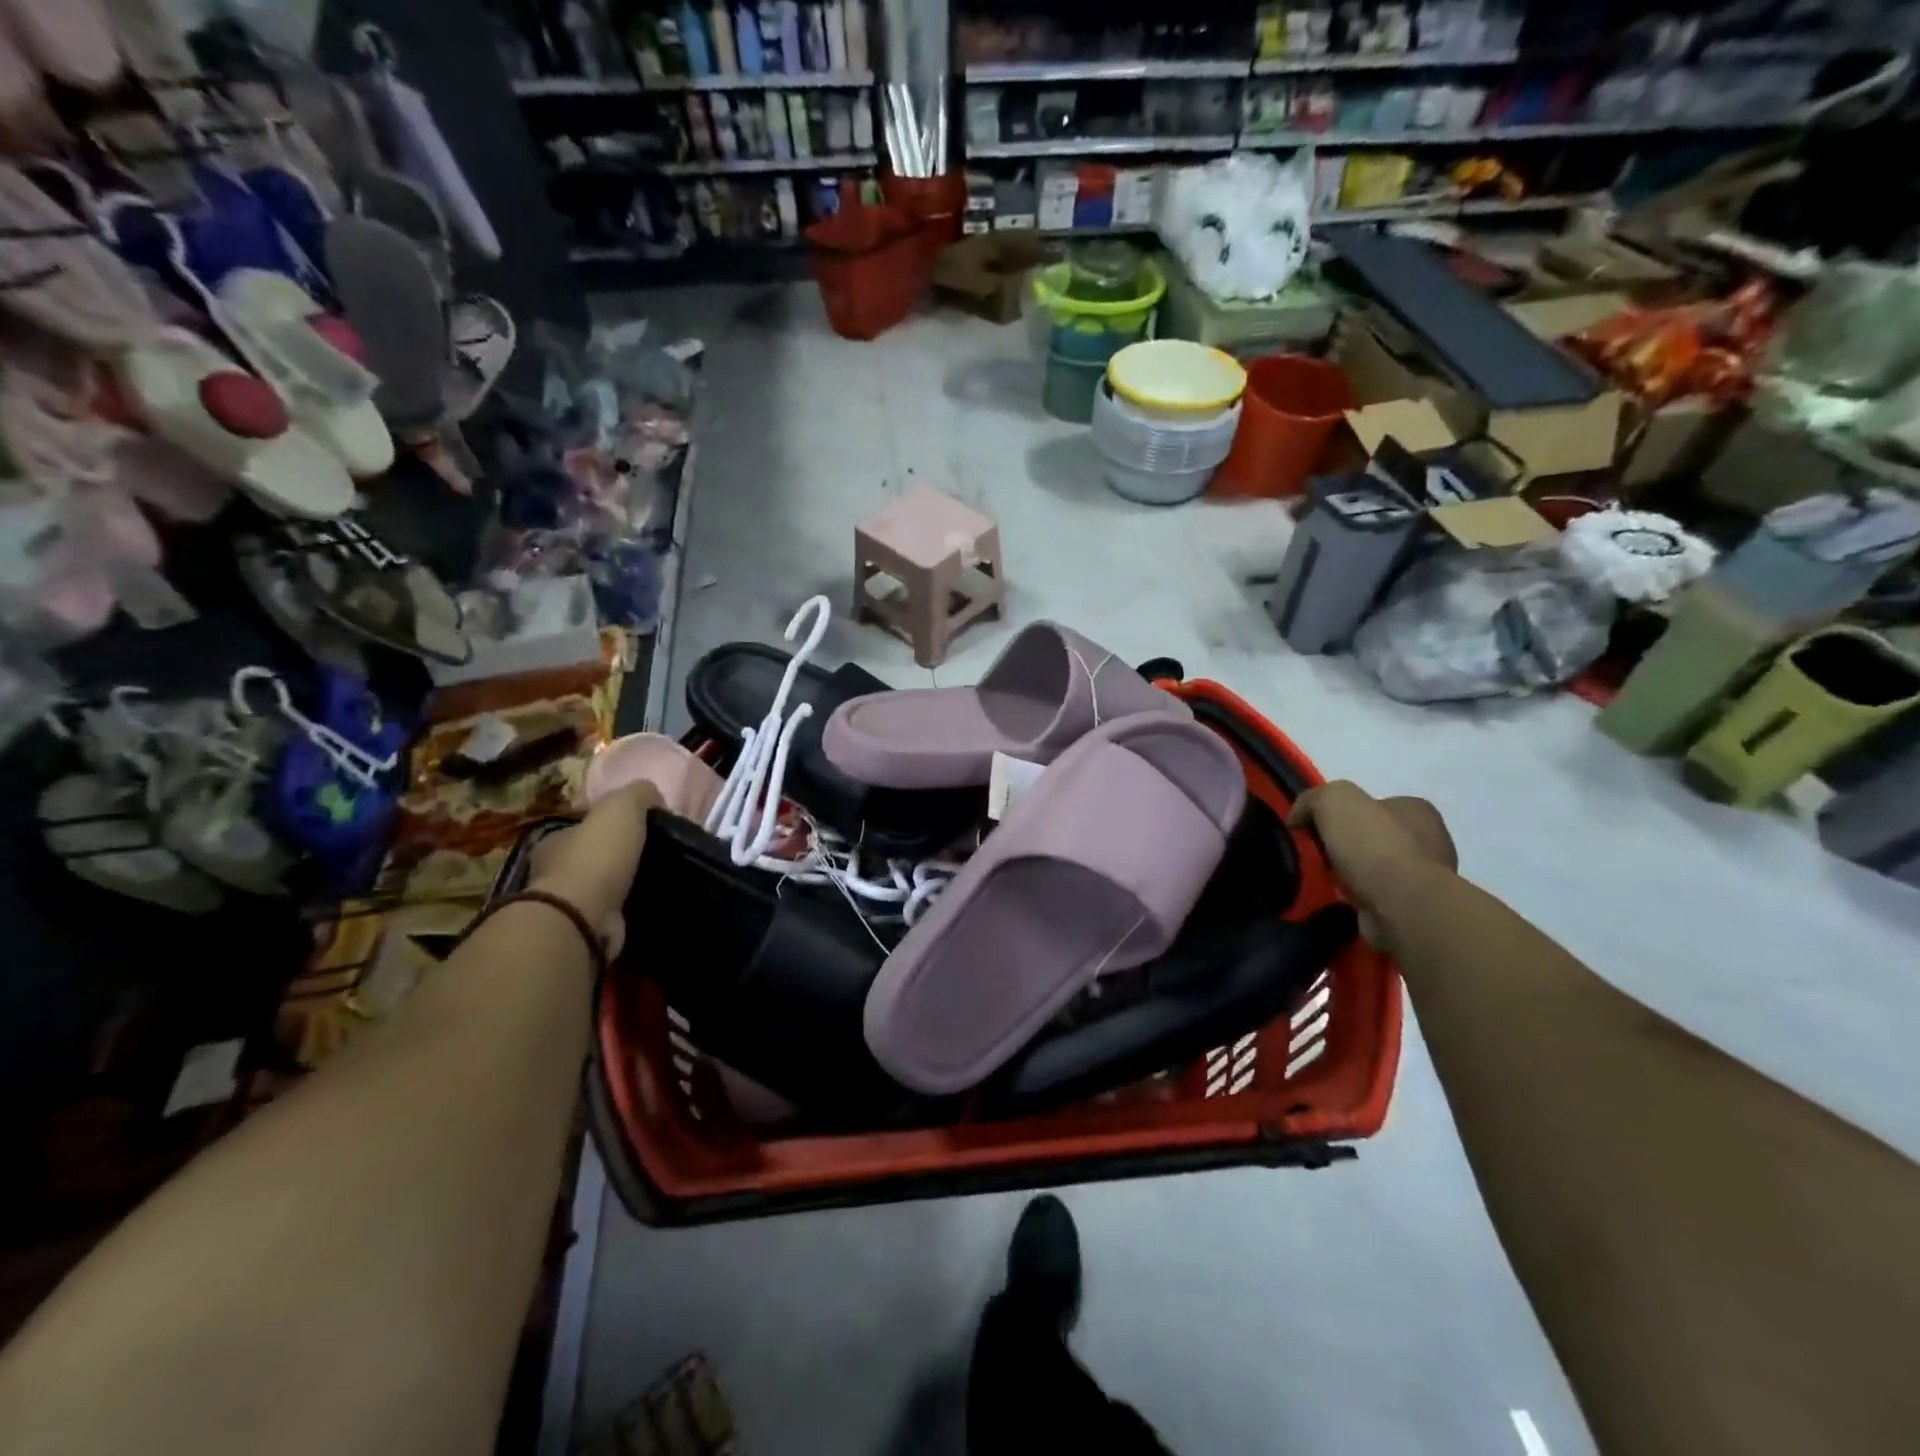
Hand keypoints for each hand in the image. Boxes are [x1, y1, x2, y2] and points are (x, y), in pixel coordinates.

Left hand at [527, 781, 663, 957]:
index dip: (609, 826)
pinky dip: (625, 912)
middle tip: (652, 856)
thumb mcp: (621, 806)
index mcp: (555, 840)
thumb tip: (654, 798)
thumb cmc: (596, 856)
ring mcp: (565, 906)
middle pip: (590, 858)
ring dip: (622, 887)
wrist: (582, 916)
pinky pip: (609, 916)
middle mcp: (552, 872)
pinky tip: (647, 906)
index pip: (583, 827)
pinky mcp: (582, 932)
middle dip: (616, 858)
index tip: (640, 829)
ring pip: (600, 889)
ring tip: (656, 882)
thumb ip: (638, 794)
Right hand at [1289, 782, 1456, 945]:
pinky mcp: (1413, 907)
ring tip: (1321, 879)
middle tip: (1314, 854)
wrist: (1402, 908)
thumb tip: (1297, 818)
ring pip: (1372, 867)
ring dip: (1348, 873)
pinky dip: (1355, 897)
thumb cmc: (1373, 845)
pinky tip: (1338, 899)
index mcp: (1415, 809)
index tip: (1313, 827)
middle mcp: (1428, 839)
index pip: (1371, 804)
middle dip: (1343, 844)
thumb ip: (1312, 800)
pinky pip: (1374, 895)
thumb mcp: (1333, 801)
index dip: (1338, 813)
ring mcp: (1424, 876)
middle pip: (1370, 835)